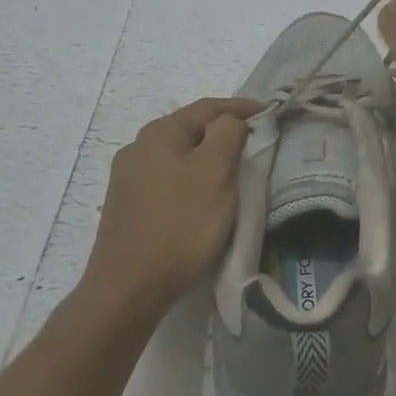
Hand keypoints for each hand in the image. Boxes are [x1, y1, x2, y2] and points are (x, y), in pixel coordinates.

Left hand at [82, 97, 260, 321]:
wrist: (128, 287)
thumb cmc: (180, 224)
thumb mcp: (216, 172)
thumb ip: (228, 134)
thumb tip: (230, 121)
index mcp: (160, 132)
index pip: (208, 107)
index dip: (241, 108)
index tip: (269, 114)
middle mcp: (138, 147)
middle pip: (190, 129)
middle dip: (222, 132)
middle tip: (253, 142)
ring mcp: (127, 177)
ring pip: (177, 156)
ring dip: (205, 158)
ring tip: (230, 170)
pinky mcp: (126, 206)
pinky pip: (166, 179)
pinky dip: (189, 179)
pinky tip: (199, 197)